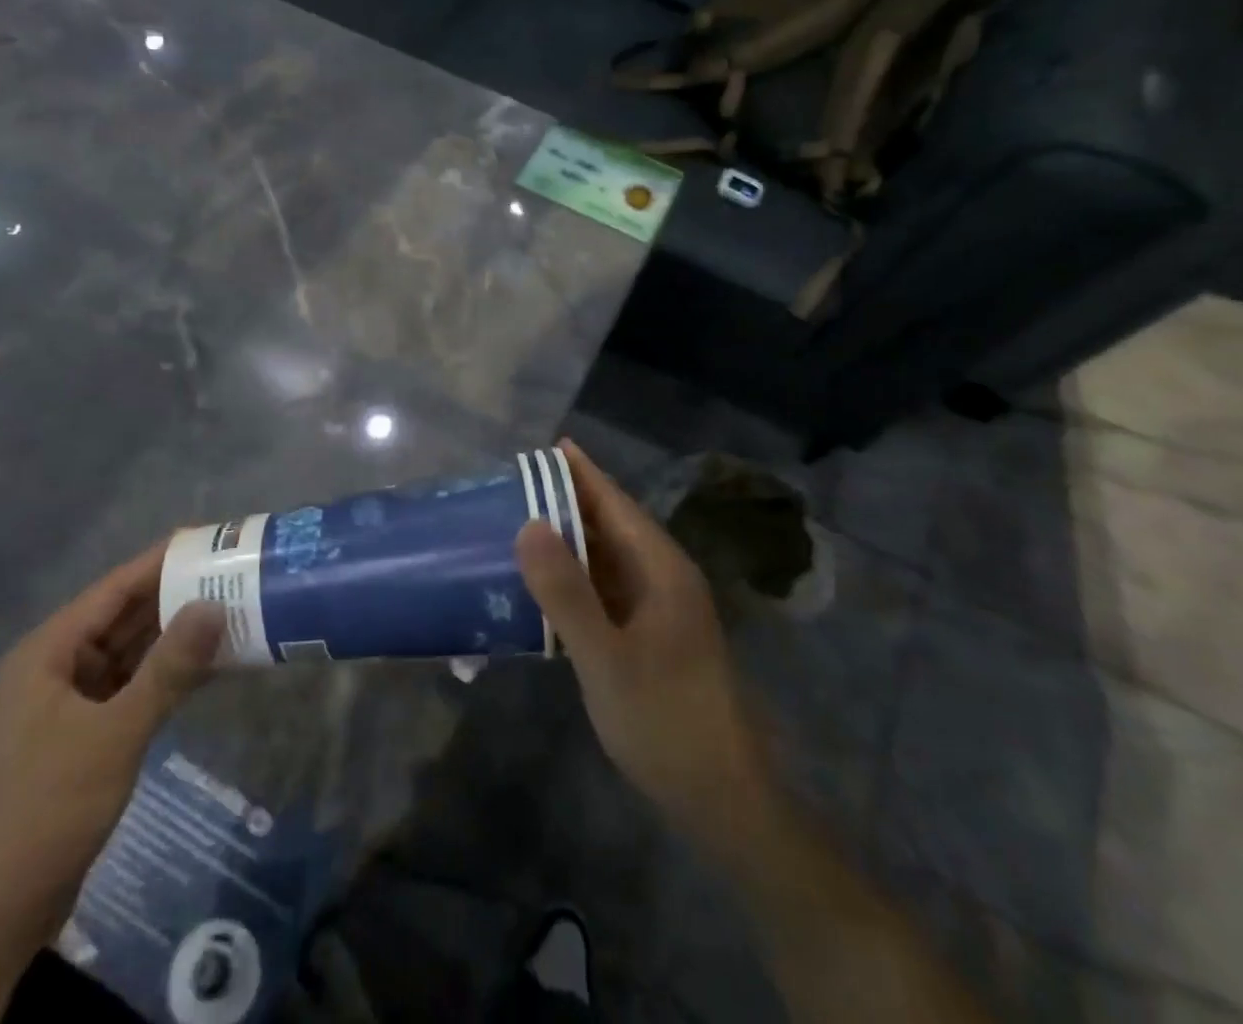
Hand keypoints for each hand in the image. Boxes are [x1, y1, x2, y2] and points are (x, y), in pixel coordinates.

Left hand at [0, 542, 225, 943]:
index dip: (161, 561)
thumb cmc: (49, 805)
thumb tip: (215, 606)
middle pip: (124, 617)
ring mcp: (69, 702)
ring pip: (131, 653)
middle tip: (232, 575)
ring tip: (231, 612)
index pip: (114, 589)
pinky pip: (132, 686)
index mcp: (48, 652)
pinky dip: (167, 675)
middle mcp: (56, 667)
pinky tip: (208, 668)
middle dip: (176, 597)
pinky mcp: (84, 733)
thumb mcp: (116, 732)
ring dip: (175, 637)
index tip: (209, 539)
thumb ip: (169, 668)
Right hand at [516, 440, 773, 847]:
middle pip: (613, 526)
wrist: (723, 797)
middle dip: (570, 503)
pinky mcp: (653, 638)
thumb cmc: (665, 718)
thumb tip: (528, 523)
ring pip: (611, 560)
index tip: (549, 446)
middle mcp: (665, 578)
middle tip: (519, 486)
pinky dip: (579, 580)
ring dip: (572, 542)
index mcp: (662, 568)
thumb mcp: (605, 656)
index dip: (583, 473)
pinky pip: (610, 592)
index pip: (616, 503)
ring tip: (523, 525)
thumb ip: (565, 591)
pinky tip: (548, 587)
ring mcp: (661, 610)